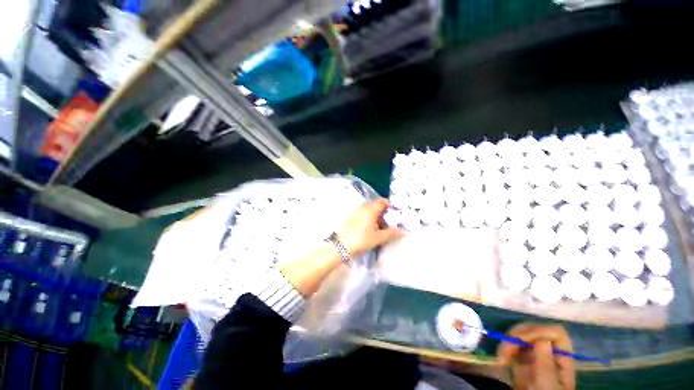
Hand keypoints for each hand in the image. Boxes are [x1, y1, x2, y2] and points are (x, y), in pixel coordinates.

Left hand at [337, 199, 404, 256]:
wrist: (342, 245)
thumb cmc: (362, 239)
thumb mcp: (378, 237)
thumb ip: (391, 233)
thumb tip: (402, 231)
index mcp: (371, 210)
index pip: (382, 201)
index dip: (389, 205)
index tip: (394, 213)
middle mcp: (363, 208)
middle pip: (376, 205)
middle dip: (383, 212)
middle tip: (388, 222)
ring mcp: (356, 212)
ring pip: (369, 210)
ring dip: (376, 215)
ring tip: (380, 227)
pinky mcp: (351, 217)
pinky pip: (363, 213)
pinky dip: (369, 218)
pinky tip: (370, 228)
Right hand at [497, 323, 575, 389]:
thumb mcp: (547, 385)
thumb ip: (546, 364)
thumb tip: (542, 339)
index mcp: (562, 356)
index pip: (555, 332)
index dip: (538, 331)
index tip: (522, 341)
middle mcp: (549, 349)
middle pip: (534, 328)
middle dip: (517, 336)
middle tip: (507, 350)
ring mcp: (534, 351)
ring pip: (520, 332)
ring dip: (508, 341)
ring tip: (502, 358)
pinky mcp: (521, 355)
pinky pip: (511, 342)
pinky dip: (504, 347)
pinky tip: (501, 359)